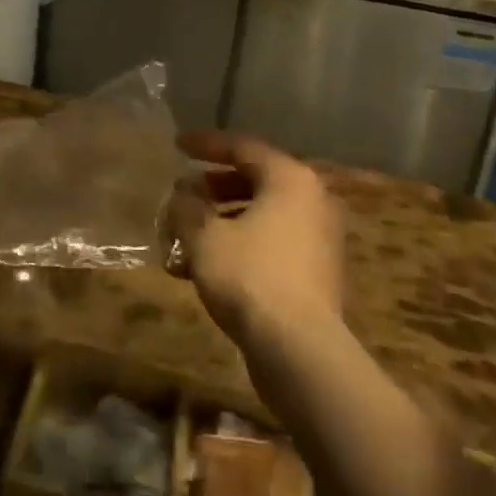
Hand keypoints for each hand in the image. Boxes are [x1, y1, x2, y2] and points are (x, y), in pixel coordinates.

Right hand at [169, 130, 343, 345]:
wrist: (301, 351)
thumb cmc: (250, 276)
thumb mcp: (204, 235)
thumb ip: (186, 207)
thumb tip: (181, 197)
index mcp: (290, 178)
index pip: (242, 146)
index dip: (205, 144)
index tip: (177, 145)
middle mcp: (312, 200)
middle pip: (253, 181)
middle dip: (211, 188)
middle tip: (180, 194)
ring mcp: (318, 239)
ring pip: (260, 217)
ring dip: (219, 223)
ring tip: (183, 238)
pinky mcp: (316, 274)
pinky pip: (270, 245)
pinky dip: (238, 247)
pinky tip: (203, 269)